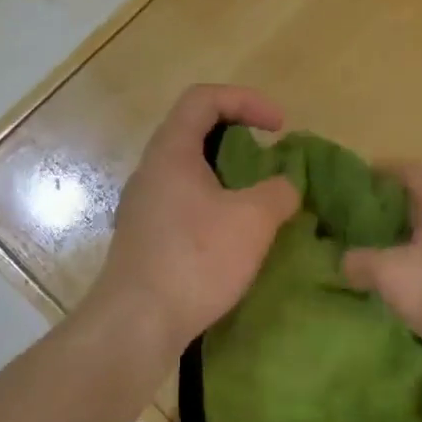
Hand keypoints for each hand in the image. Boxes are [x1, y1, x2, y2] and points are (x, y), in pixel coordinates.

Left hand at [88, 85, 300, 357]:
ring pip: (189, 171)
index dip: (246, 100)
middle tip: (269, 159)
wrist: (137, 323)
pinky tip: (234, 236)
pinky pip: (184, 203)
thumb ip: (278, 192)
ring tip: (258, 199)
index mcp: (171, 151)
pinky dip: (214, 204)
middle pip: (194, 131)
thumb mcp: (253, 220)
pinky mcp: (145, 237)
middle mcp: (151, 171)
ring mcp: (143, 205)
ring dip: (227, 175)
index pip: (204, 98)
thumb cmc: (195, 259)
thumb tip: (284, 187)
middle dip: (238, 137)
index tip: (279, 127)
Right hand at [341, 163, 421, 357]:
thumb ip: (361, 262)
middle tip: (361, 225)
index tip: (359, 181)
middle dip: (392, 212)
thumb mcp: (390, 274)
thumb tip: (344, 260)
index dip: (383, 171)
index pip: (411, 172)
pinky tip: (408, 288)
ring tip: (380, 258)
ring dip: (409, 243)